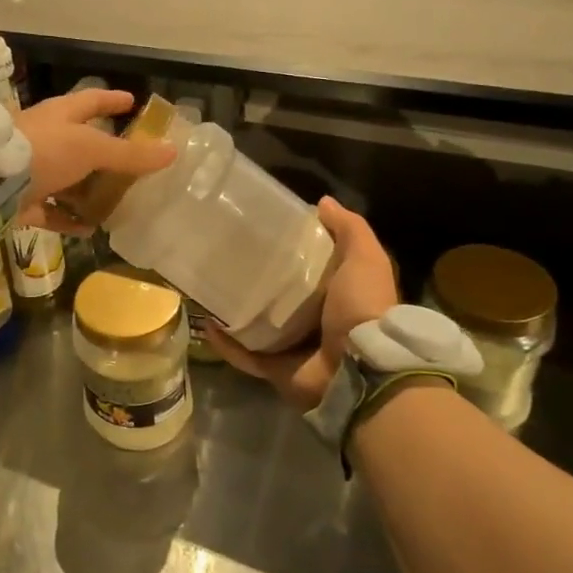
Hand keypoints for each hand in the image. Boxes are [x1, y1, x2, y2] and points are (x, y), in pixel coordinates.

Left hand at [16, 89, 174, 233]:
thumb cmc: (44, 151)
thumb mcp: (92, 149)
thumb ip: (130, 155)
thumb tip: (172, 151)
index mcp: (60, 115)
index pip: (92, 100)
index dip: (112, 100)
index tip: (131, 101)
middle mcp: (44, 138)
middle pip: (79, 143)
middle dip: (102, 153)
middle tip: (129, 162)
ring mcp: (30, 169)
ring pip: (65, 179)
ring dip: (86, 190)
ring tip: (113, 201)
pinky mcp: (21, 200)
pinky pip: (50, 210)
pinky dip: (68, 218)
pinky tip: (88, 229)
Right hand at [206, 197, 399, 410]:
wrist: (361, 370)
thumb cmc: (363, 308)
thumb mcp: (365, 259)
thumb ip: (349, 230)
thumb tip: (323, 202)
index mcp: (336, 295)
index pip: (309, 267)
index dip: (290, 249)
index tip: (263, 229)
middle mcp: (314, 321)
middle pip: (280, 296)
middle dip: (257, 279)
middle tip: (227, 255)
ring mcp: (293, 347)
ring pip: (258, 325)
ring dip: (236, 310)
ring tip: (210, 286)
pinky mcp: (274, 369)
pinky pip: (244, 355)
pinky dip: (226, 343)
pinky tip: (206, 322)